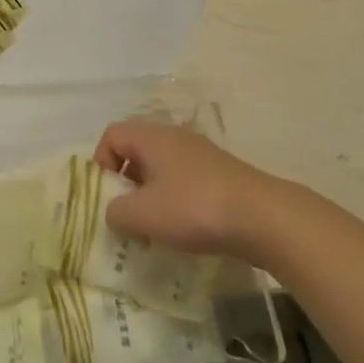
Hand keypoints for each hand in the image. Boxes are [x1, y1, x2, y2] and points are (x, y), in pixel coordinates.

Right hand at [95, 120, 277, 259]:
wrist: (263, 217)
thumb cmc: (193, 208)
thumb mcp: (142, 215)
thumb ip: (115, 212)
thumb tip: (114, 211)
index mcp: (151, 137)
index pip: (112, 135)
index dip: (101, 162)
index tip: (107, 194)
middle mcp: (174, 136)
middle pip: (137, 150)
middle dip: (126, 182)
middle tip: (128, 213)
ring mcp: (201, 153)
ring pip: (162, 167)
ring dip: (152, 194)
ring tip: (155, 227)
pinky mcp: (221, 174)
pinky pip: (185, 180)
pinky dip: (177, 201)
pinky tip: (186, 228)